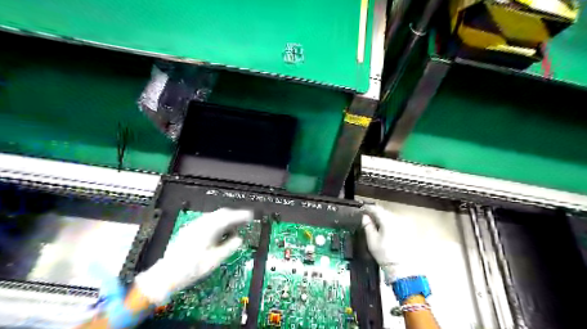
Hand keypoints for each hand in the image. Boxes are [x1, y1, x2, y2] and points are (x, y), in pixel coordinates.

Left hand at [134, 208, 253, 305]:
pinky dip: (217, 223)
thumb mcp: (214, 260)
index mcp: (207, 230)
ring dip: (225, 219)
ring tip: (233, 227)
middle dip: (234, 215)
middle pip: (220, 213)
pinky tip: (219, 232)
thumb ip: (229, 247)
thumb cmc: (190, 269)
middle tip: (244, 220)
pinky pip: (207, 221)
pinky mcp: (188, 230)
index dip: (240, 215)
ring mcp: (193, 226)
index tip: (250, 216)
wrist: (165, 276)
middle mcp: (199, 224)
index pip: (227, 217)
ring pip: (213, 216)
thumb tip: (239, 239)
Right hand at [361, 204, 424, 280]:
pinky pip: (396, 222)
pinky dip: (389, 223)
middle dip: (375, 213)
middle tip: (367, 217)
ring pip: (390, 216)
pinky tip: (385, 230)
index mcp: (387, 220)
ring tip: (375, 224)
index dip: (368, 208)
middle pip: (384, 211)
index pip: (376, 209)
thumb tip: (365, 217)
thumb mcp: (372, 240)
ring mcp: (404, 224)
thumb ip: (368, 226)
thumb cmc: (385, 254)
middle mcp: (397, 219)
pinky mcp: (408, 230)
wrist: (403, 268)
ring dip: (382, 218)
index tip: (362, 210)